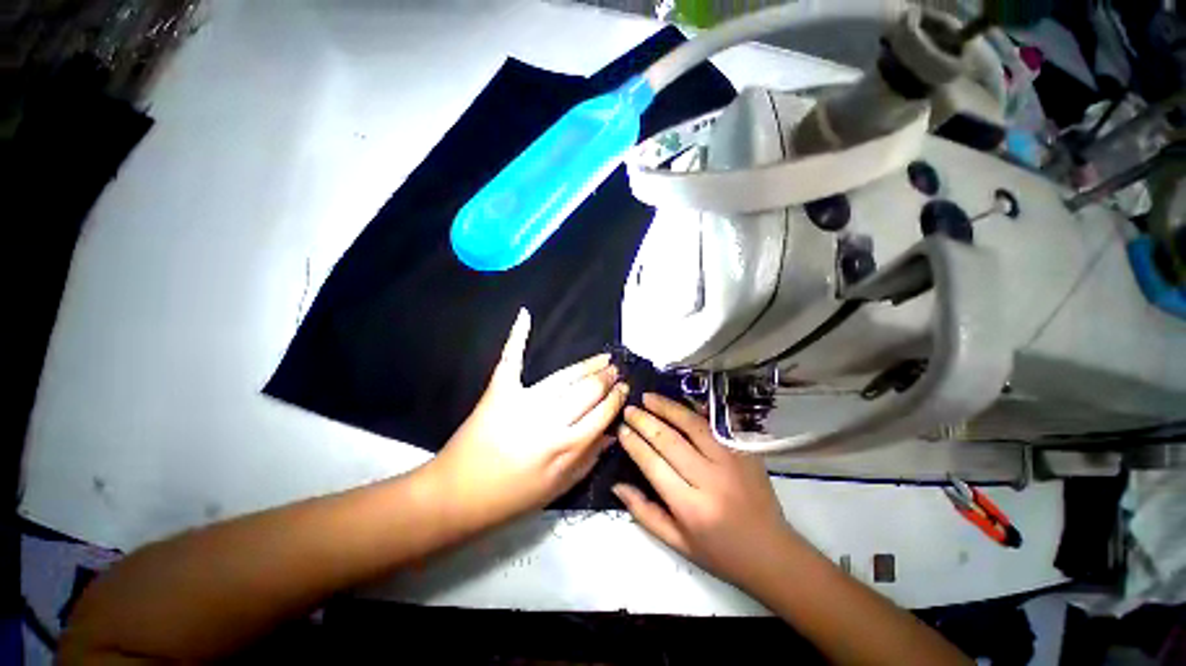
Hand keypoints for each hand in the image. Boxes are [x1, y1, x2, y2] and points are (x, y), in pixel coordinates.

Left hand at [426, 308, 628, 530]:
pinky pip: (511, 359)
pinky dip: (517, 336)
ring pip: (564, 377)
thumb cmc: (512, 497)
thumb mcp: (558, 488)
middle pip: (588, 391)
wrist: (456, 496)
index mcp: (566, 448)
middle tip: (616, 370)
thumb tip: (613, 433)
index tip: (624, 388)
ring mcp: (523, 402)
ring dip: (587, 365)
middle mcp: (550, 421)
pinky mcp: (499, 391)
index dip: (616, 398)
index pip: (602, 413)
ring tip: (603, 358)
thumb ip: (589, 460)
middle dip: (606, 379)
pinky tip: (525, 315)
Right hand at [613, 394, 797, 588]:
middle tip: (630, 410)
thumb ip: (645, 513)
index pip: (654, 465)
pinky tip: (680, 402)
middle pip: (670, 441)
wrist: (773, 553)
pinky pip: (716, 425)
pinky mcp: (745, 452)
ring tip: (649, 398)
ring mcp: (731, 462)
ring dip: (667, 408)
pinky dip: (696, 411)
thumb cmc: (721, 553)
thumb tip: (617, 486)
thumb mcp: (678, 543)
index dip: (635, 444)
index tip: (622, 430)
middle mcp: (710, 480)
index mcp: (691, 507)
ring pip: (692, 425)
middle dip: (645, 421)